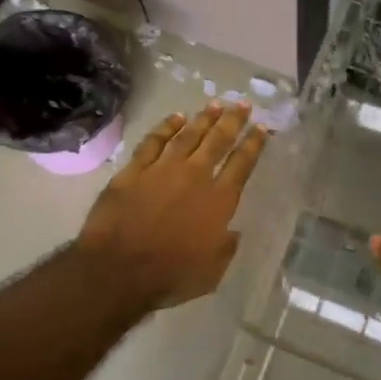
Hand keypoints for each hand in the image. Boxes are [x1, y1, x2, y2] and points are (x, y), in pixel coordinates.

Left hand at [77, 102, 268, 308]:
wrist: (118, 270)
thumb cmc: (170, 276)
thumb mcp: (212, 271)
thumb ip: (225, 247)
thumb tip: (232, 231)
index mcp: (219, 200)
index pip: (242, 164)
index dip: (254, 144)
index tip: (262, 127)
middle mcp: (195, 176)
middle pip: (218, 141)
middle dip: (233, 120)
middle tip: (242, 103)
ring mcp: (163, 169)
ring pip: (188, 135)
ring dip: (203, 118)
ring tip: (215, 104)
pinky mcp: (135, 170)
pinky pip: (154, 141)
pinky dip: (166, 127)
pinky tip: (175, 118)